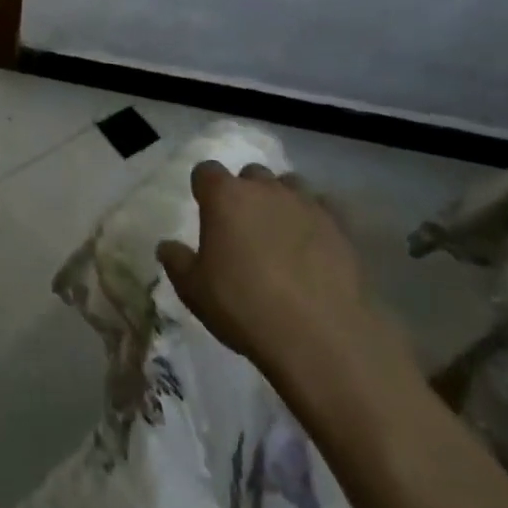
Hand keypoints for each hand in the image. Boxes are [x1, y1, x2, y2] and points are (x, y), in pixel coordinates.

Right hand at [157, 162, 413, 419]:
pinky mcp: (340, 226)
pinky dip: (316, 219)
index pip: (206, 171)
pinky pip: (324, 208)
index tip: (205, 210)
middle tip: (244, 226)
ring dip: (281, 200)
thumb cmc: (245, 307)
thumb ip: (177, 262)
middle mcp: (264, 189)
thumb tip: (167, 246)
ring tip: (281, 232)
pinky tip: (315, 245)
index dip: (204, 188)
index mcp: (225, 197)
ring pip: (290, 185)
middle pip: (250, 174)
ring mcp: (306, 204)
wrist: (322, 336)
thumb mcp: (195, 291)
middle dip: (246, 192)